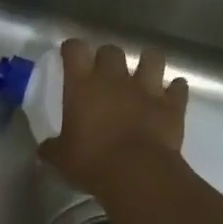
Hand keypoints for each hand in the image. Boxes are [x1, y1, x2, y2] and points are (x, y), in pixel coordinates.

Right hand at [40, 39, 187, 196]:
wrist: (138, 174)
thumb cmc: (92, 162)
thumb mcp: (61, 158)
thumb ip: (52, 147)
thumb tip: (44, 148)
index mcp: (82, 85)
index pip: (75, 49)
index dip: (72, 49)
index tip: (70, 56)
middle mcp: (113, 78)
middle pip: (111, 50)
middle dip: (107, 57)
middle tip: (104, 73)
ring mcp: (146, 88)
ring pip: (151, 58)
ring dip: (147, 62)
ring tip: (143, 73)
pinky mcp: (171, 104)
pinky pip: (178, 87)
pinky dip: (174, 89)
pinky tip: (171, 94)